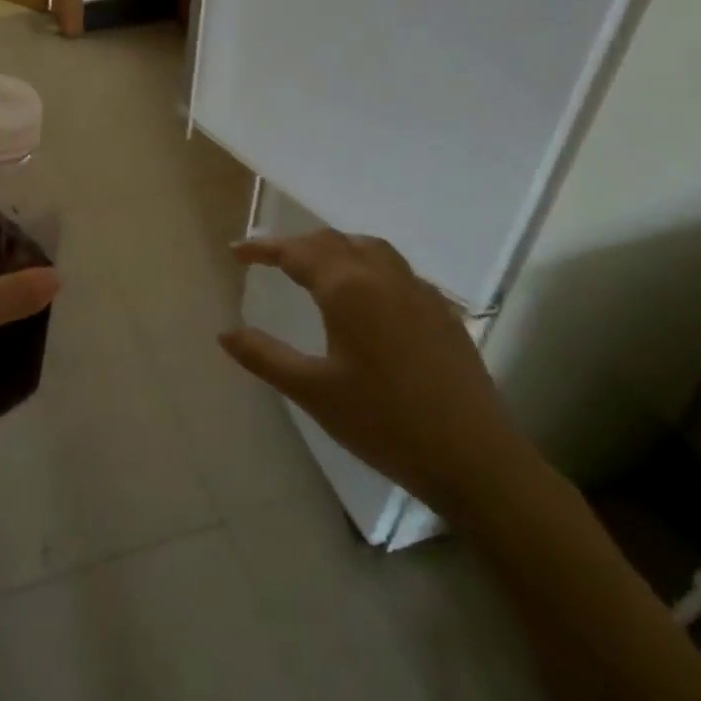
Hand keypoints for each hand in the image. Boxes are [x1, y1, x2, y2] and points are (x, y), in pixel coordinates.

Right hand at [222, 230, 533, 524]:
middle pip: (334, 242)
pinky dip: (370, 267)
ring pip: (370, 249)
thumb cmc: (384, 423)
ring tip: (316, 267)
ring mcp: (419, 292)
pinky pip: (398, 271)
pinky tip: (369, 297)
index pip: (297, 251)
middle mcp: (383, 277)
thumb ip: (265, 356)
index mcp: (348, 289)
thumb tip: (225, 333)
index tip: (236, 252)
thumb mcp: (313, 392)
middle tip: (269, 259)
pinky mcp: (443, 313)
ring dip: (336, 248)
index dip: (263, 248)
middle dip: (297, 244)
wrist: (474, 459)